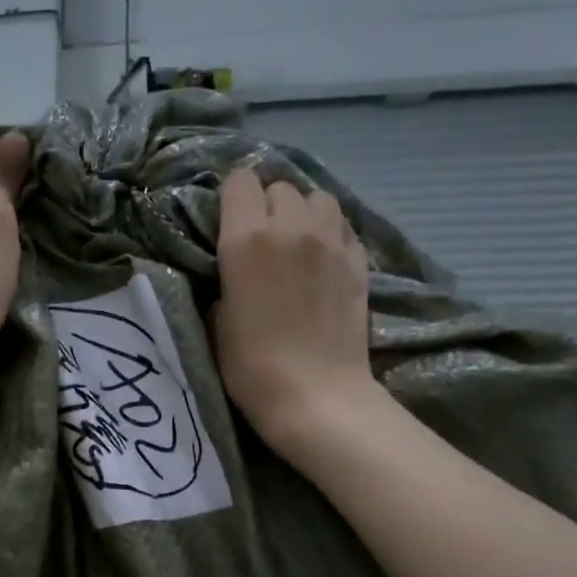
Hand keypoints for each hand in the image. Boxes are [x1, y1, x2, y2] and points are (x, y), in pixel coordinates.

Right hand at [212, 167, 376, 456]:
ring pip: (317, 198)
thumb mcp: (217, 321)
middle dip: (267, 206)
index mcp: (245, 239)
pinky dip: (330, 234)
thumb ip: (225, 280)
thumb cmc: (251, 367)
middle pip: (279, 187)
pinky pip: (342, 226)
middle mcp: (290, 227)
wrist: (316, 396)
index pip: (240, 181)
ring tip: (297, 241)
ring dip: (303, 213)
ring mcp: (331, 241)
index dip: (232, 199)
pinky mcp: (359, 260)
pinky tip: (323, 260)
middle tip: (262, 239)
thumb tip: (236, 269)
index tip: (228, 223)